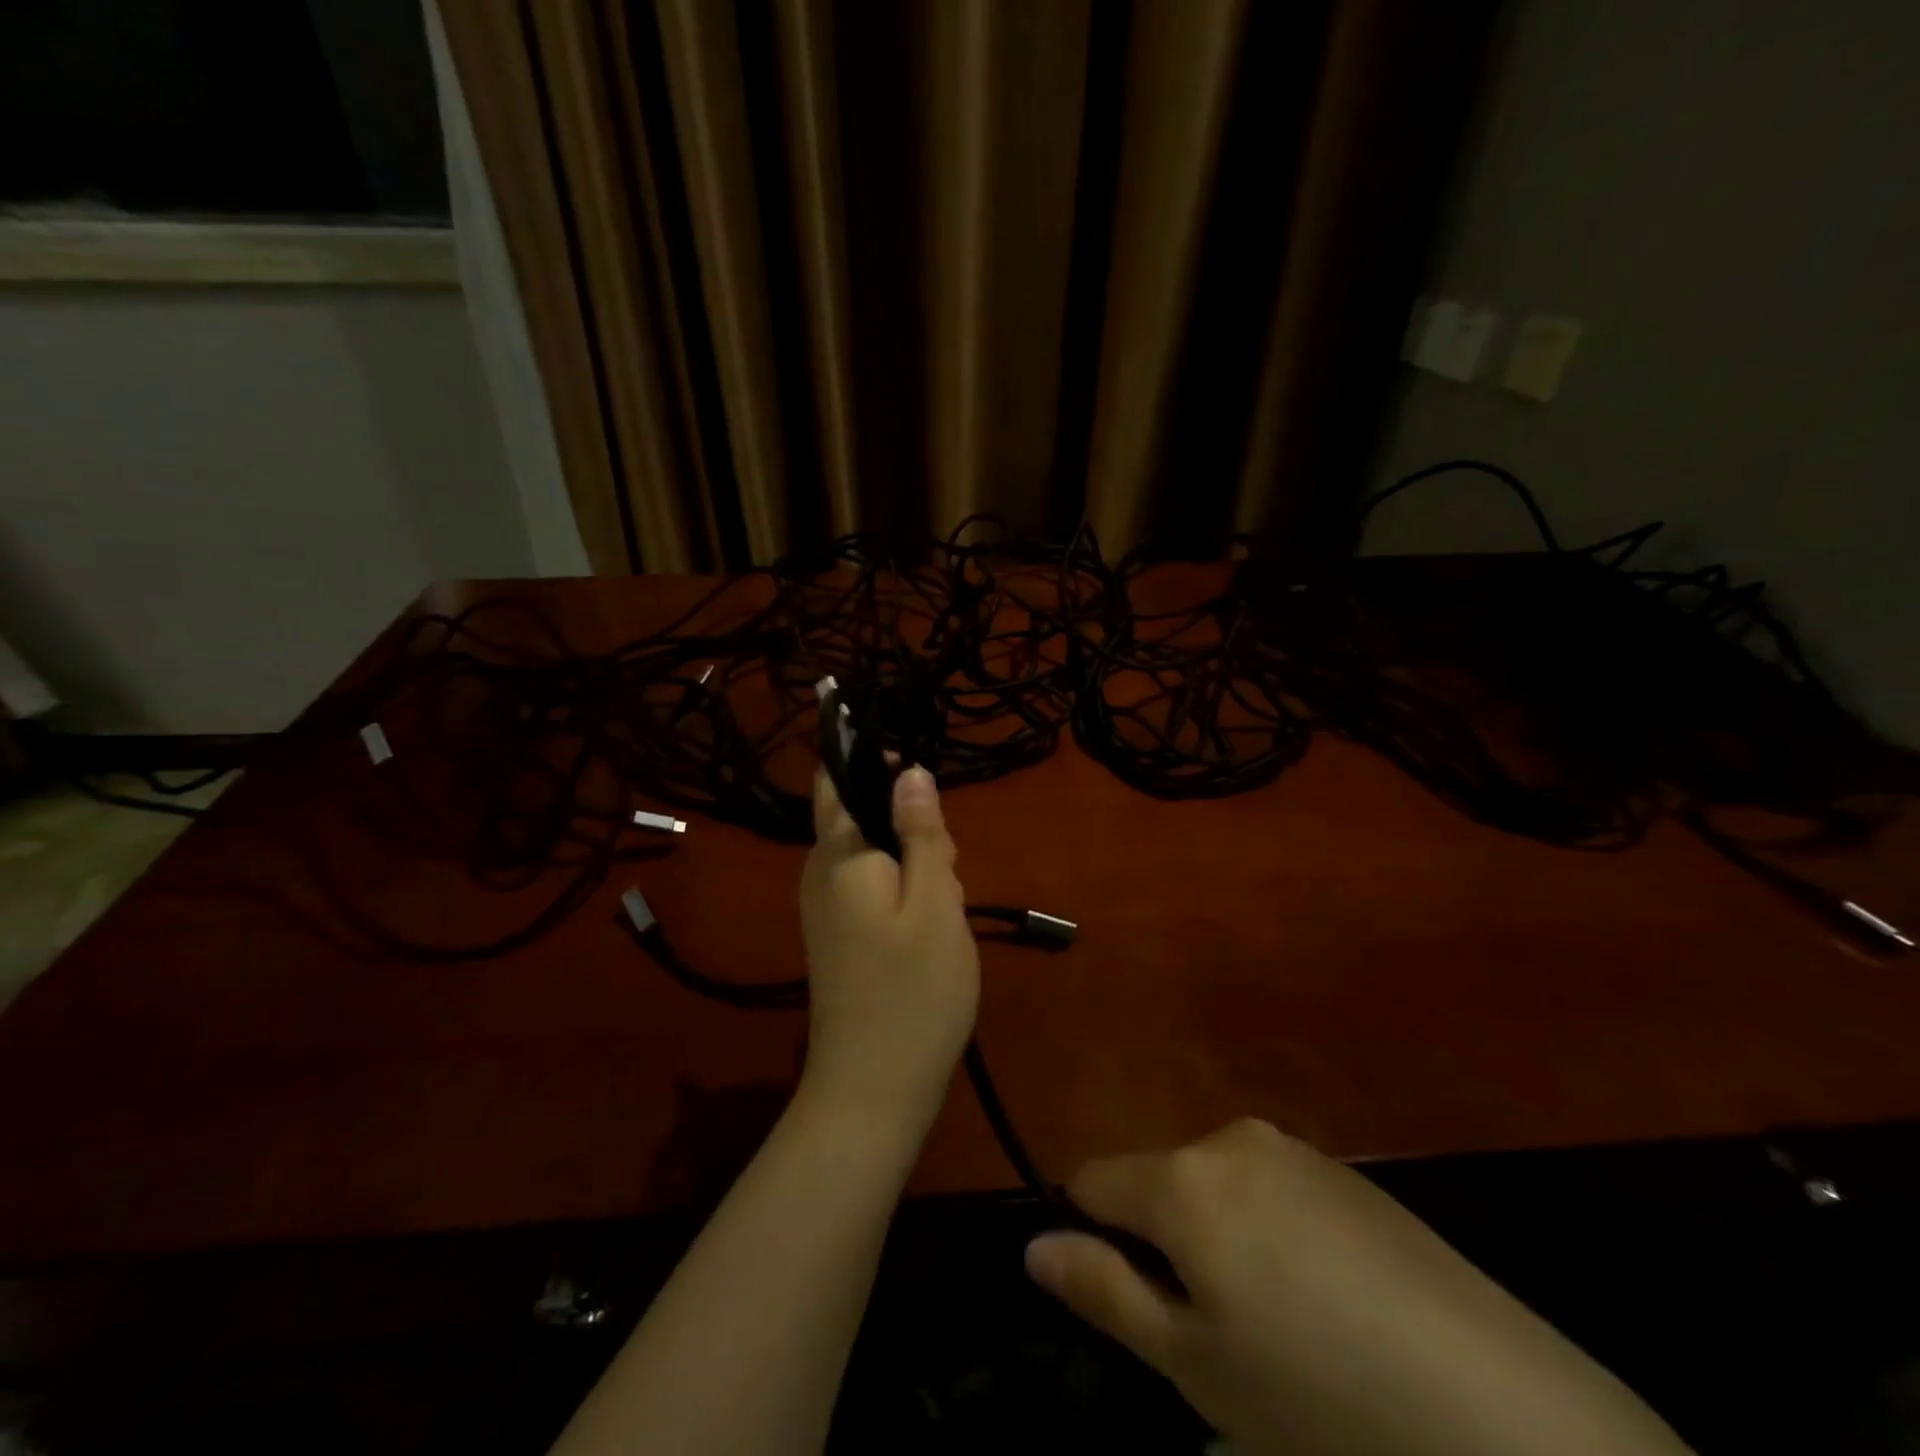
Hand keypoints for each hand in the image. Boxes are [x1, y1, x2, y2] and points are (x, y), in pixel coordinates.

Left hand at [798, 766, 978, 1127]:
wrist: (872, 1090)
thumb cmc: (913, 992)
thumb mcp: (935, 903)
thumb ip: (922, 833)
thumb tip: (909, 770)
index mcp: (839, 855)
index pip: (838, 779)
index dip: (877, 765)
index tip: (926, 793)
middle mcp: (820, 873)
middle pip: (862, 816)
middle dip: (910, 826)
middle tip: (948, 872)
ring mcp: (825, 908)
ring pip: (874, 854)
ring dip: (915, 864)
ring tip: (945, 908)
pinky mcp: (838, 936)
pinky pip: (871, 888)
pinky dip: (905, 892)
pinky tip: (930, 930)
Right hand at [1025, 1119, 1689, 1455]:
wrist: (1511, 1417)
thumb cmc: (1322, 1400)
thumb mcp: (1198, 1368)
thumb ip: (1105, 1292)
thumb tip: (1033, 1247)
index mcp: (1183, 1178)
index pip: (1093, 1180)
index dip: (1088, 1232)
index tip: (1118, 1294)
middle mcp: (1231, 1139)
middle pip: (1159, 1181)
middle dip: (1162, 1242)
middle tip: (1211, 1335)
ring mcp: (1296, 1150)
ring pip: (1217, 1186)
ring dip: (1218, 1238)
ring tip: (1276, 1326)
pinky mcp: (1349, 1173)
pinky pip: (1273, 1190)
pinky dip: (1271, 1234)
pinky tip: (1328, 1305)